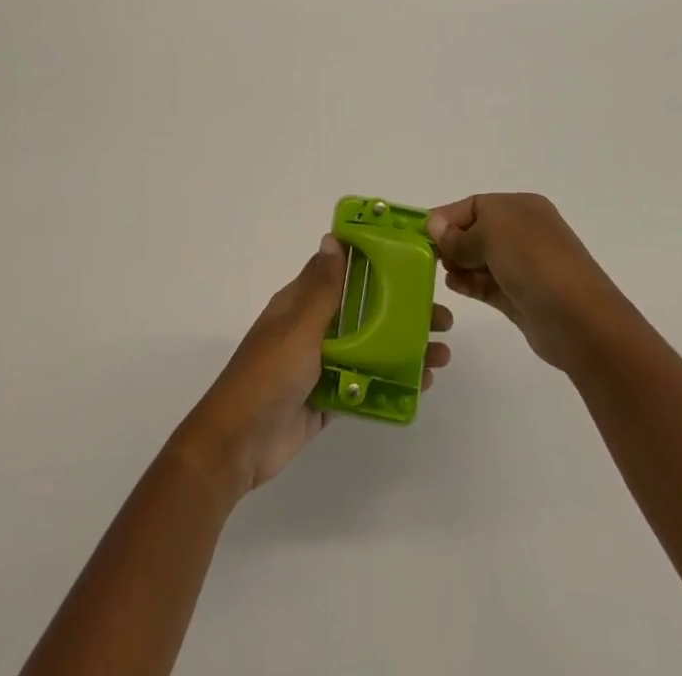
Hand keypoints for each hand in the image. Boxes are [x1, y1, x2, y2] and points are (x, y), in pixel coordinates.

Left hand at [175, 235, 453, 498]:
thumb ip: (321, 287)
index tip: (413, 264)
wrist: (238, 444)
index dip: (376, 266)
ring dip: (404, 349)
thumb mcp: (297, 326)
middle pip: (364, 313)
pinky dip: (391, 384)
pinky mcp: (327, 401)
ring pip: (369, 350)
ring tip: (442, 356)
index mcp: (300, 304)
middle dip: (402, 313)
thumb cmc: (268, 374)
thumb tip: (333, 238)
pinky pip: (365, 386)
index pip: (341, 273)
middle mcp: (312, 329)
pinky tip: (421, 385)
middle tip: (442, 319)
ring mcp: (320, 366)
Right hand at [427, 194, 631, 373]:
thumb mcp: (491, 234)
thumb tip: (435, 226)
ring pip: (481, 259)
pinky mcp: (520, 297)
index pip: (475, 205)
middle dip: (453, 241)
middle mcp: (524, 232)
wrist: (578, 319)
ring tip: (442, 272)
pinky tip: (454, 285)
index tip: (422, 233)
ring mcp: (524, 267)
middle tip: (429, 255)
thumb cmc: (534, 261)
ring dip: (459, 263)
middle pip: (477, 231)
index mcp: (522, 207)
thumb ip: (459, 234)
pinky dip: (470, 283)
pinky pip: (487, 284)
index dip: (448, 217)